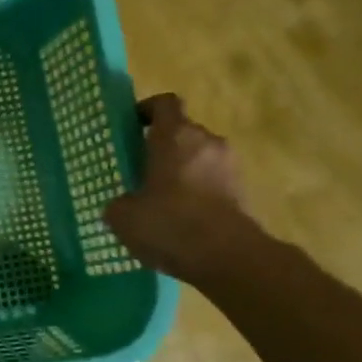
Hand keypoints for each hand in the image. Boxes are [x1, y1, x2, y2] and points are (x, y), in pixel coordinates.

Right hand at [104, 94, 267, 285]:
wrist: (229, 258)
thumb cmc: (170, 224)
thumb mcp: (123, 216)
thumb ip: (119, 202)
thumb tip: (124, 204)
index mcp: (175, 136)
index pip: (164, 103)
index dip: (146, 110)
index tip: (131, 127)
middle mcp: (207, 142)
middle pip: (182, 132)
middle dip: (162, 147)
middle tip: (139, 170)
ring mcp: (229, 166)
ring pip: (198, 158)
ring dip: (180, 172)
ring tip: (159, 199)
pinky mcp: (242, 192)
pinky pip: (212, 183)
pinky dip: (196, 193)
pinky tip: (179, 219)